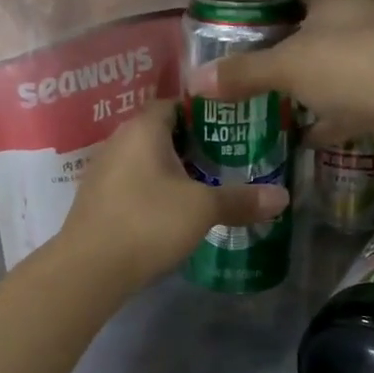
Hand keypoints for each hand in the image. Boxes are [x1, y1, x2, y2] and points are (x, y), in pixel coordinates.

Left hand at [59, 101, 288, 290]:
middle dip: (194, 144)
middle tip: (228, 158)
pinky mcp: (97, 199)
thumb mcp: (203, 209)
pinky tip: (174, 209)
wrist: (90, 268)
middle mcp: (119, 140)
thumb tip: (283, 197)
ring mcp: (104, 170)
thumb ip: (241, 199)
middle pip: (162, 132)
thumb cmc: (148, 222)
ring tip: (207, 184)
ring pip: (146, 159)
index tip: (234, 127)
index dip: (206, 112)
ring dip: (173, 169)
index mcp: (143, 128)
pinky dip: (155, 188)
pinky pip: (133, 182)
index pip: (176, 103)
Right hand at [189, 0, 373, 159]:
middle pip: (308, 37)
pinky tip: (301, 139)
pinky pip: (349, 104)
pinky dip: (329, 120)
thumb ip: (242, 73)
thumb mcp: (285, 66)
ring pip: (330, 72)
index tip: (234, 52)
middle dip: (280, 63)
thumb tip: (194, 81)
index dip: (260, 24)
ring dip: (306, 93)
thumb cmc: (350, 64)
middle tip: (243, 88)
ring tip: (265, 114)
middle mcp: (360, 13)